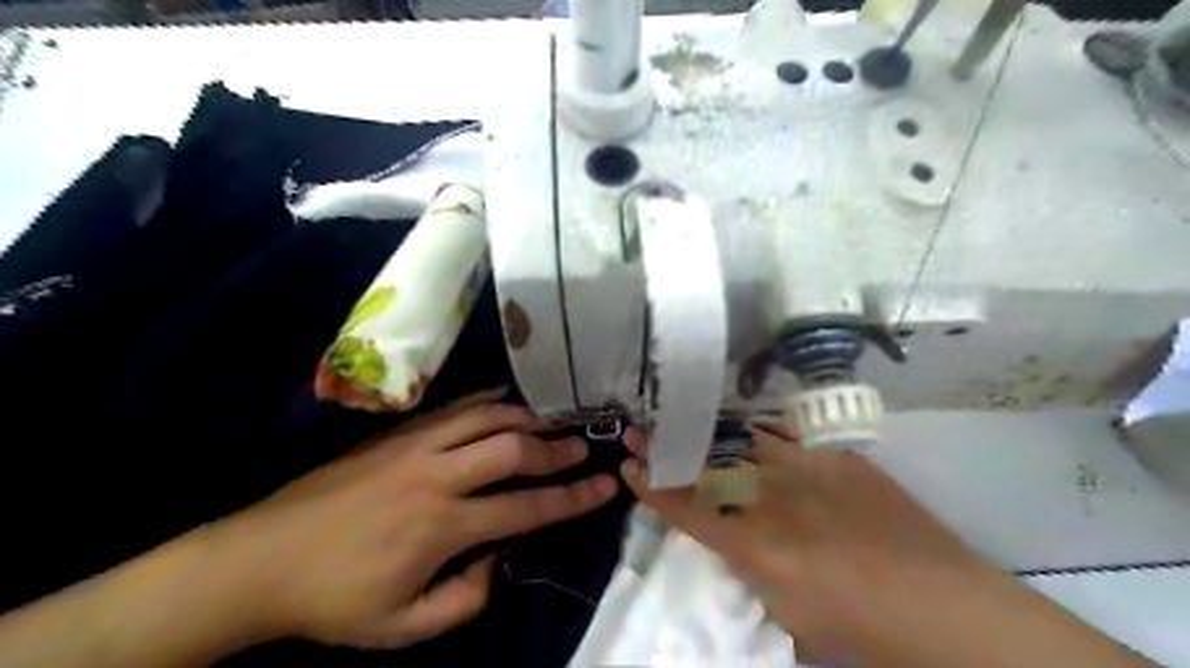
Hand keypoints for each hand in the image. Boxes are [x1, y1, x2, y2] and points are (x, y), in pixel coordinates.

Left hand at [212, 390, 611, 650]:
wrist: (260, 559)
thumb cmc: (334, 600)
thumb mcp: (403, 627)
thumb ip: (465, 598)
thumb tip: (502, 557)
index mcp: (442, 526)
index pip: (527, 507)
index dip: (573, 498)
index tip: (606, 486)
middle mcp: (436, 475)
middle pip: (512, 449)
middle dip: (556, 447)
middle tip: (584, 445)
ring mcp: (415, 445)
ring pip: (487, 417)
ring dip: (528, 416)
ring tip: (556, 418)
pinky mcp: (397, 432)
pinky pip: (454, 407)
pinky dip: (487, 399)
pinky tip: (506, 398)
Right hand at [618, 427, 997, 667]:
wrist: (949, 608)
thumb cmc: (863, 631)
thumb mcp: (788, 616)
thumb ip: (751, 569)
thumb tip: (732, 538)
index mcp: (758, 548)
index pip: (688, 510)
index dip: (653, 488)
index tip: (629, 468)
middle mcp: (775, 500)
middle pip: (707, 467)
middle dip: (667, 448)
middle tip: (639, 430)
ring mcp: (809, 471)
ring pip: (743, 443)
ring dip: (705, 433)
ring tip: (679, 418)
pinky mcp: (839, 459)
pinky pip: (787, 440)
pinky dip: (757, 436)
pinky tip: (744, 429)